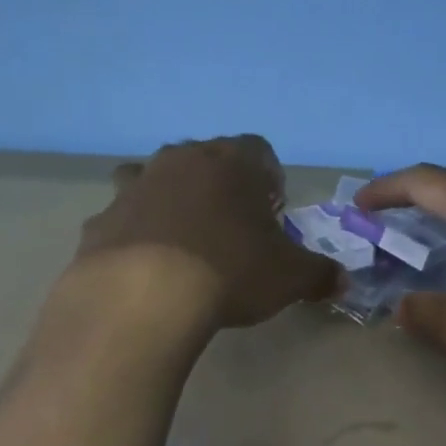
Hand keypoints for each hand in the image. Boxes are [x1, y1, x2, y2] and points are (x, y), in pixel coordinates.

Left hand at [75, 135, 340, 330]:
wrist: (146, 294)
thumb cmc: (230, 271)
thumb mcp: (289, 278)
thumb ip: (319, 275)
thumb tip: (342, 280)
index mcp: (232, 163)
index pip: (259, 151)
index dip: (269, 180)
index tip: (272, 212)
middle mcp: (181, 160)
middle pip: (206, 160)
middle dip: (221, 188)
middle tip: (232, 229)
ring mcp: (136, 186)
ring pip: (157, 179)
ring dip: (172, 201)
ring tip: (184, 242)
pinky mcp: (103, 218)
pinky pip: (126, 218)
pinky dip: (137, 234)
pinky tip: (147, 266)